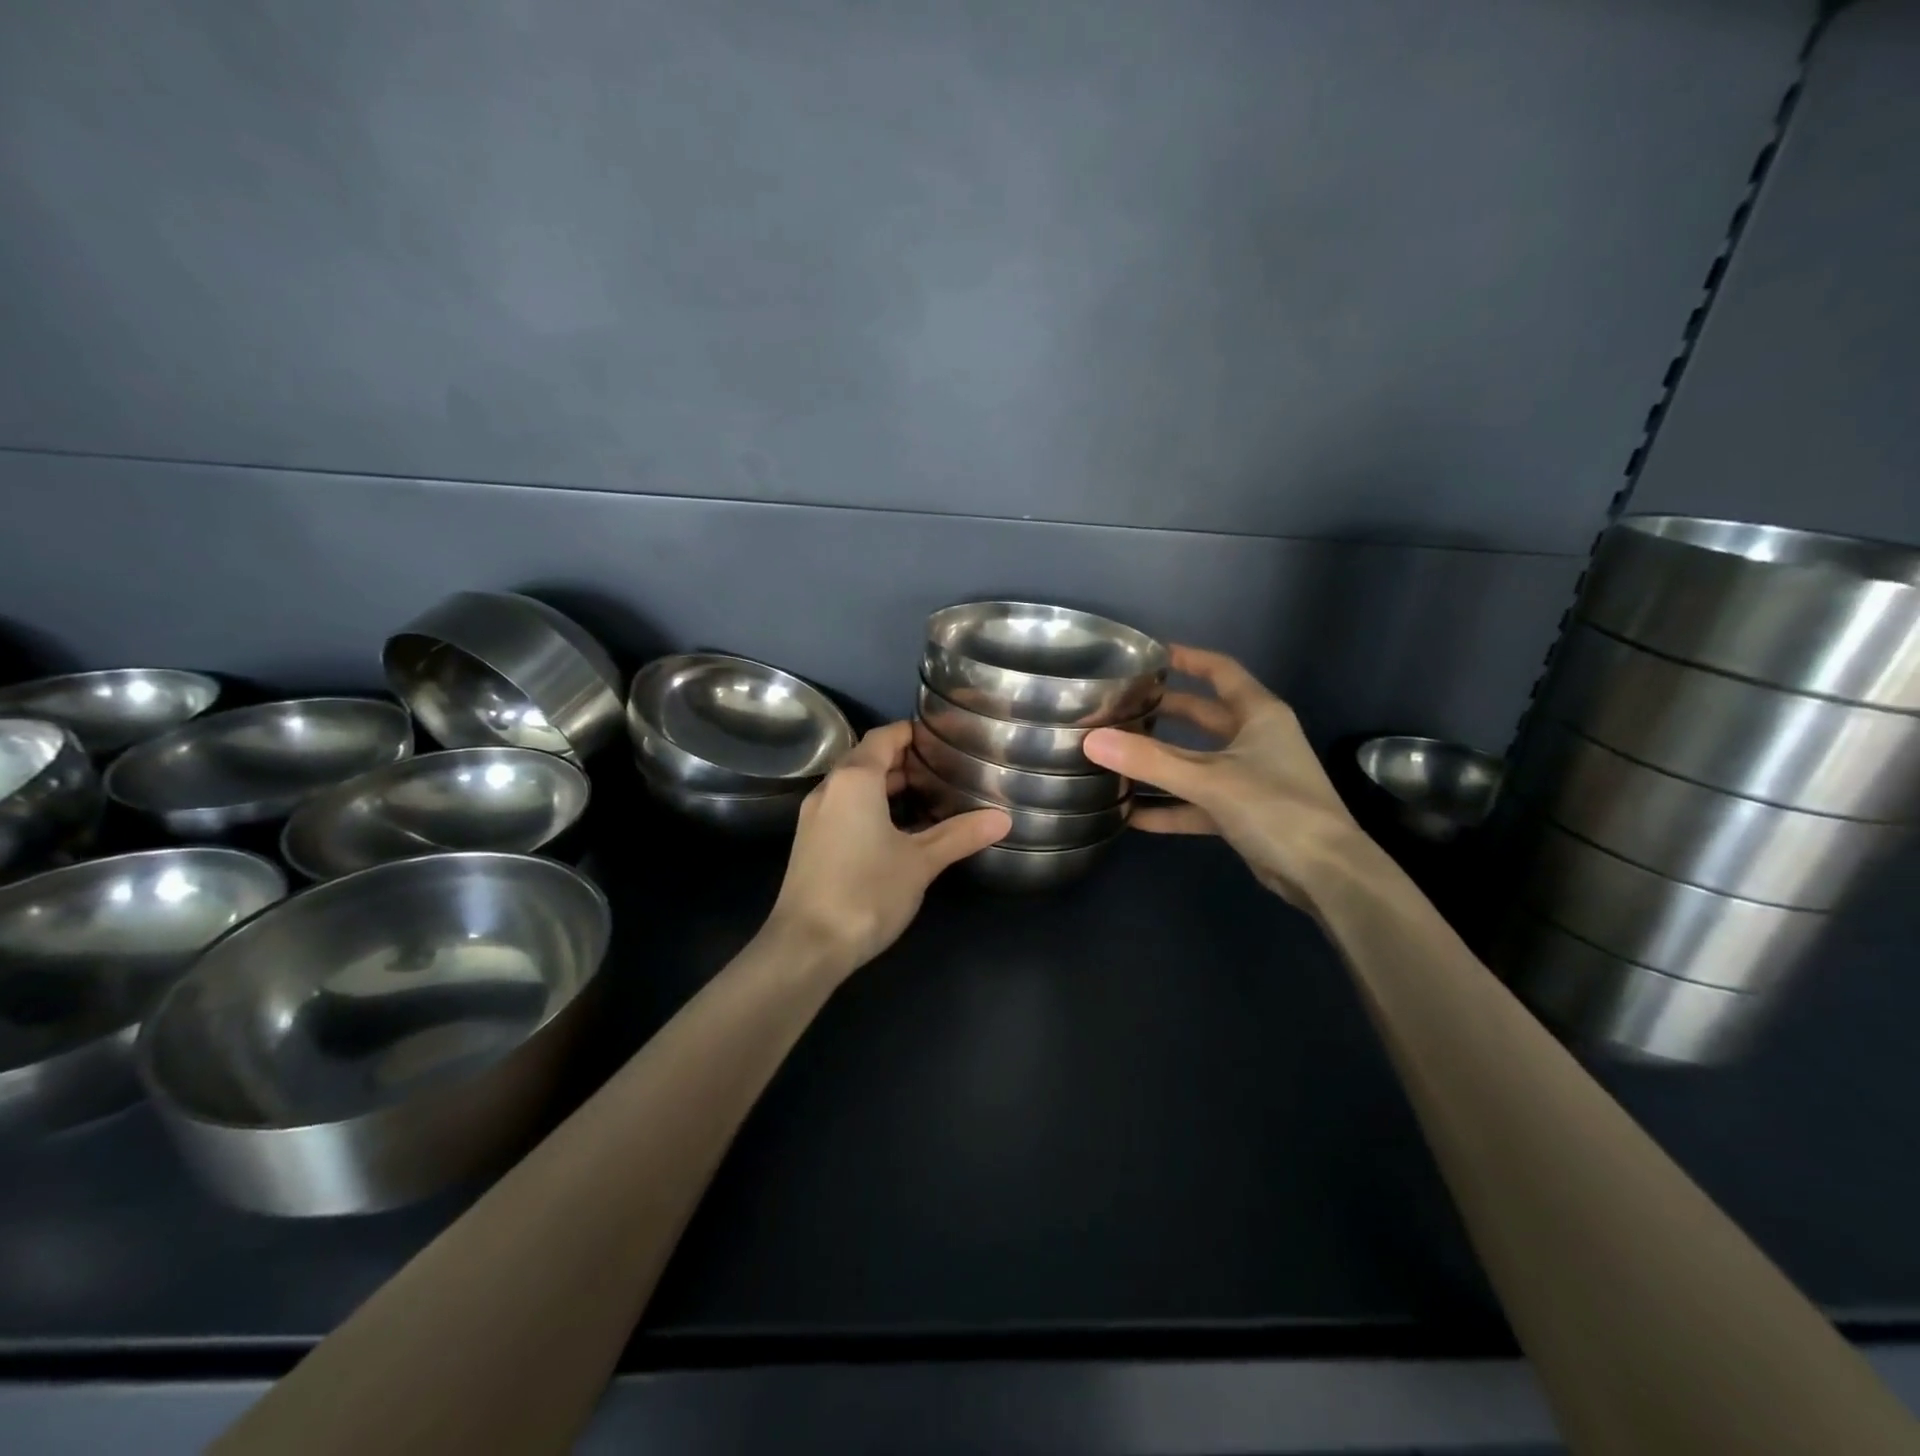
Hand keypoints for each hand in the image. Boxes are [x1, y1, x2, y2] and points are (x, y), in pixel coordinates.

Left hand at [764, 721, 1009, 975]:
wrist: (806, 946)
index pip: (883, 737)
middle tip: (942, 769)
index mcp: (854, 780)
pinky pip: (844, 808)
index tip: (942, 739)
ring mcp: (815, 816)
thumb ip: (960, 835)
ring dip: (886, 786)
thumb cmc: (867, 892)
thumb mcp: (921, 862)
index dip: (911, 733)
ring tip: (927, 797)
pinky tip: (897, 831)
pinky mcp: (810, 842)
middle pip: (867, 759)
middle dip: (902, 761)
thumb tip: (1003, 818)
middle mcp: (829, 789)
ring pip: (853, 786)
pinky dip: (870, 807)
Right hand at [1083, 645, 1376, 907]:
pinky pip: (1197, 802)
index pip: (1220, 671)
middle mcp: (1255, 739)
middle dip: (1163, 712)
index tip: (1148, 656)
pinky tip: (1132, 815)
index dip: (1186, 659)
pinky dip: (1169, 806)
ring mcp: (1249, 777)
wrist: (1325, 873)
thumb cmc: (1276, 808)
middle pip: (1203, 716)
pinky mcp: (1242, 812)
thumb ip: (1150, 761)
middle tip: (1120, 708)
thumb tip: (1091, 740)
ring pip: (1196, 761)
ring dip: (1161, 762)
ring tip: (1116, 756)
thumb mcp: (1209, 780)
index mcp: (1259, 714)